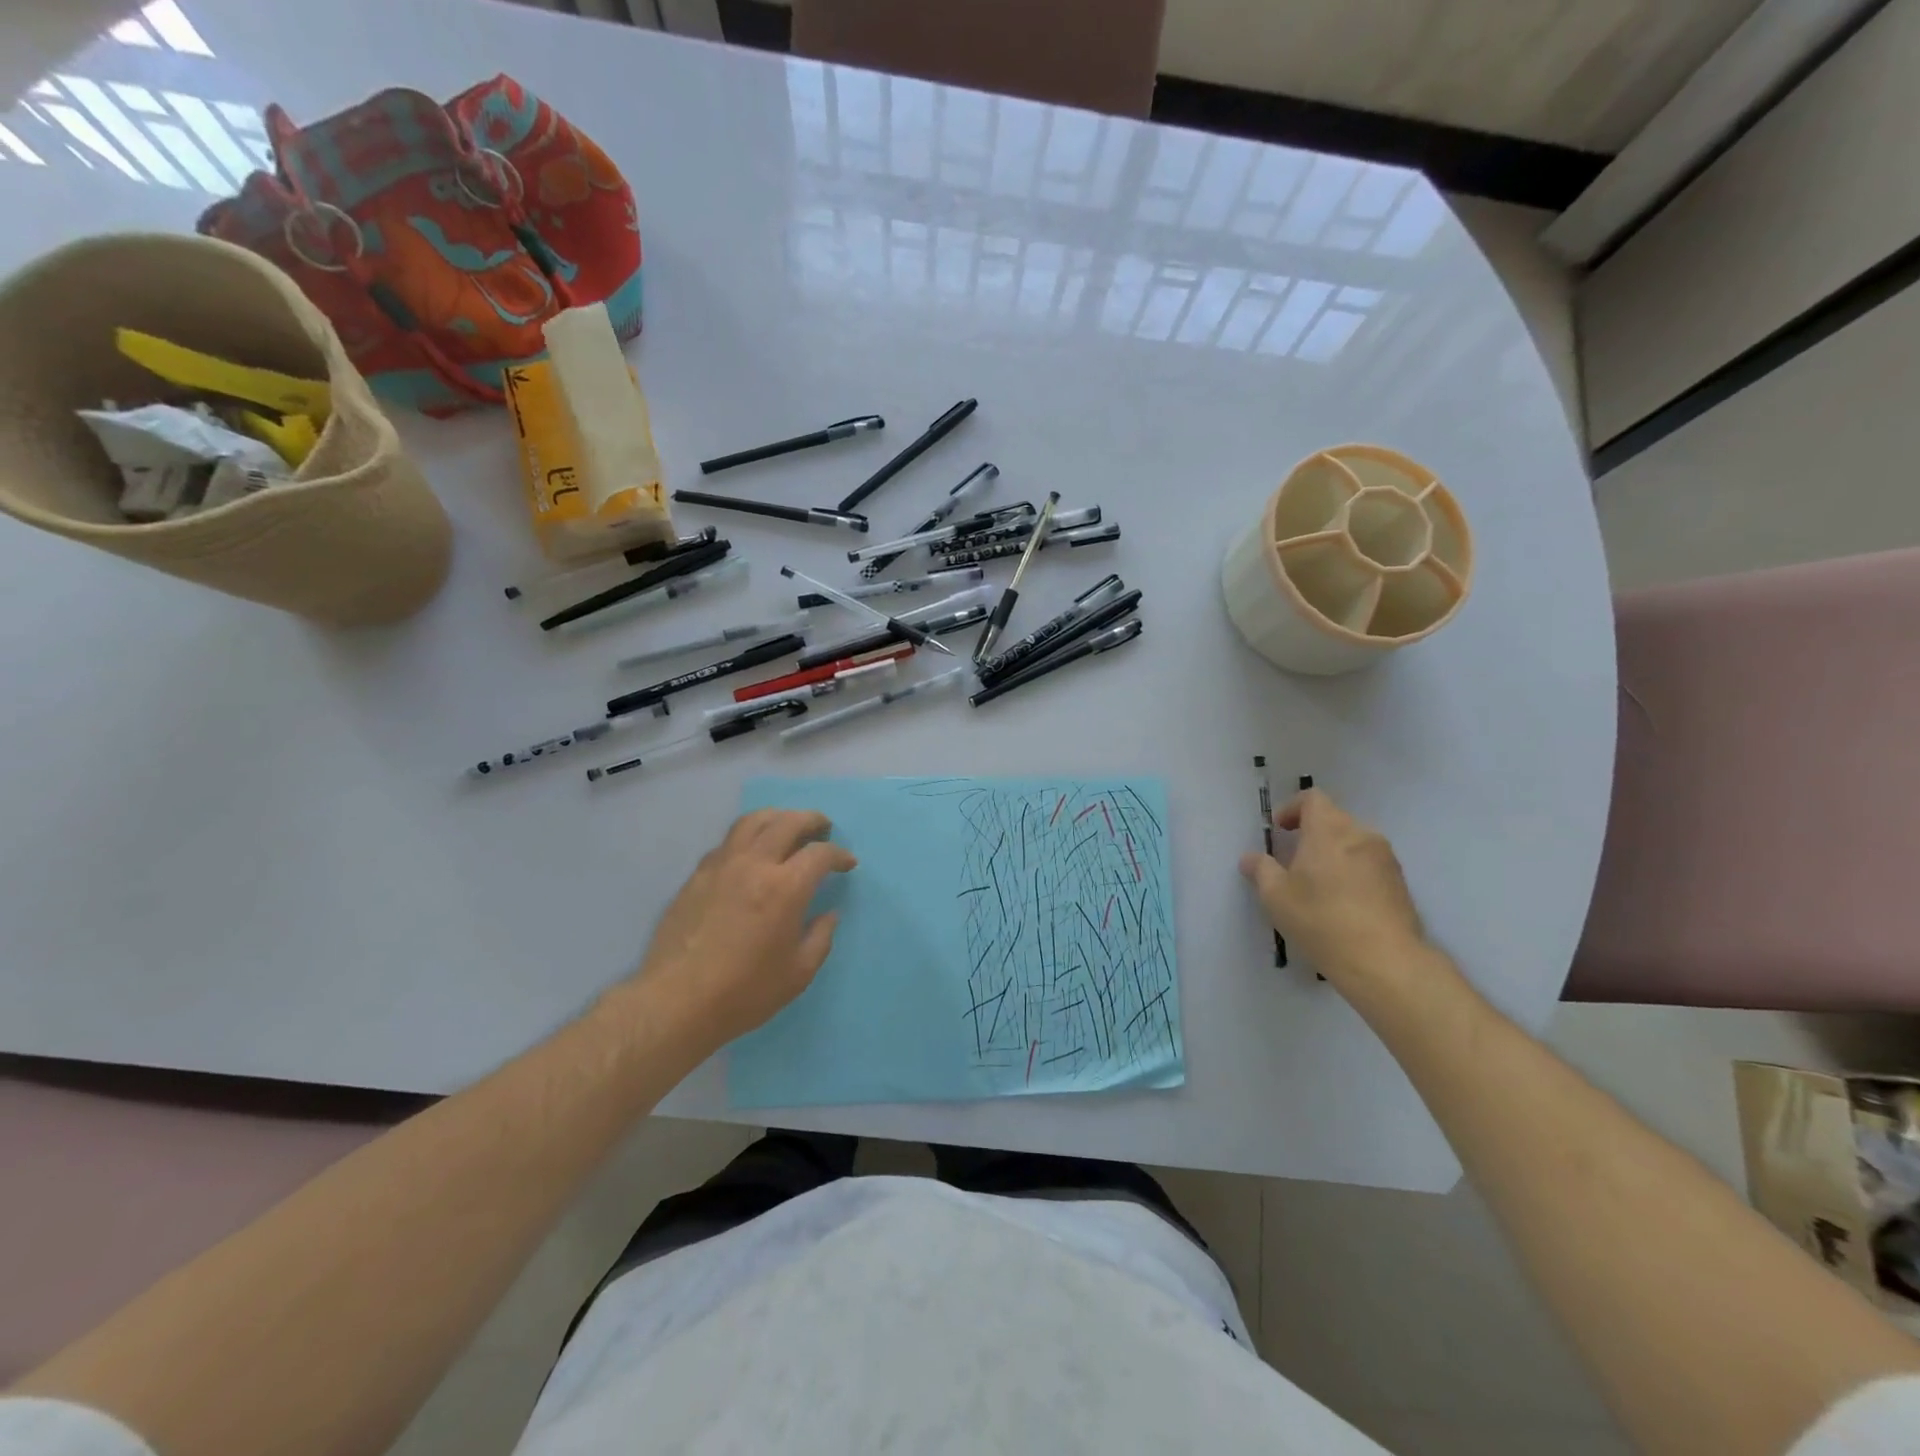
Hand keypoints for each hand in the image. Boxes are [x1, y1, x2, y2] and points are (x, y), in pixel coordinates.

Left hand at [629, 810, 856, 1048]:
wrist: (677, 1002)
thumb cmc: (745, 992)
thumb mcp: (798, 973)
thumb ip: (820, 938)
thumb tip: (829, 914)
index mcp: (785, 888)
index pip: (820, 853)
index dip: (839, 854)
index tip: (848, 864)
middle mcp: (754, 865)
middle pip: (787, 823)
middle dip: (812, 821)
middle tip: (823, 828)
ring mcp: (722, 866)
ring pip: (752, 822)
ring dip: (777, 817)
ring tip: (787, 826)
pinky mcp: (697, 876)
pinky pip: (728, 842)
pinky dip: (748, 837)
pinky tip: (751, 854)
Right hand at [1239, 789, 1426, 989]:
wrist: (1385, 961)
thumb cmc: (1321, 920)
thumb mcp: (1276, 897)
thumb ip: (1261, 870)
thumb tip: (1251, 858)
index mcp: (1328, 831)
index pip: (1313, 799)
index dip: (1292, 808)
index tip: (1280, 830)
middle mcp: (1361, 835)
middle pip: (1334, 819)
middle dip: (1312, 833)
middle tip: (1294, 861)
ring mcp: (1385, 860)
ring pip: (1354, 843)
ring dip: (1334, 854)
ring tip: (1318, 885)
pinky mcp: (1401, 884)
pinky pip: (1370, 865)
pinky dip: (1353, 872)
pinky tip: (1342, 903)